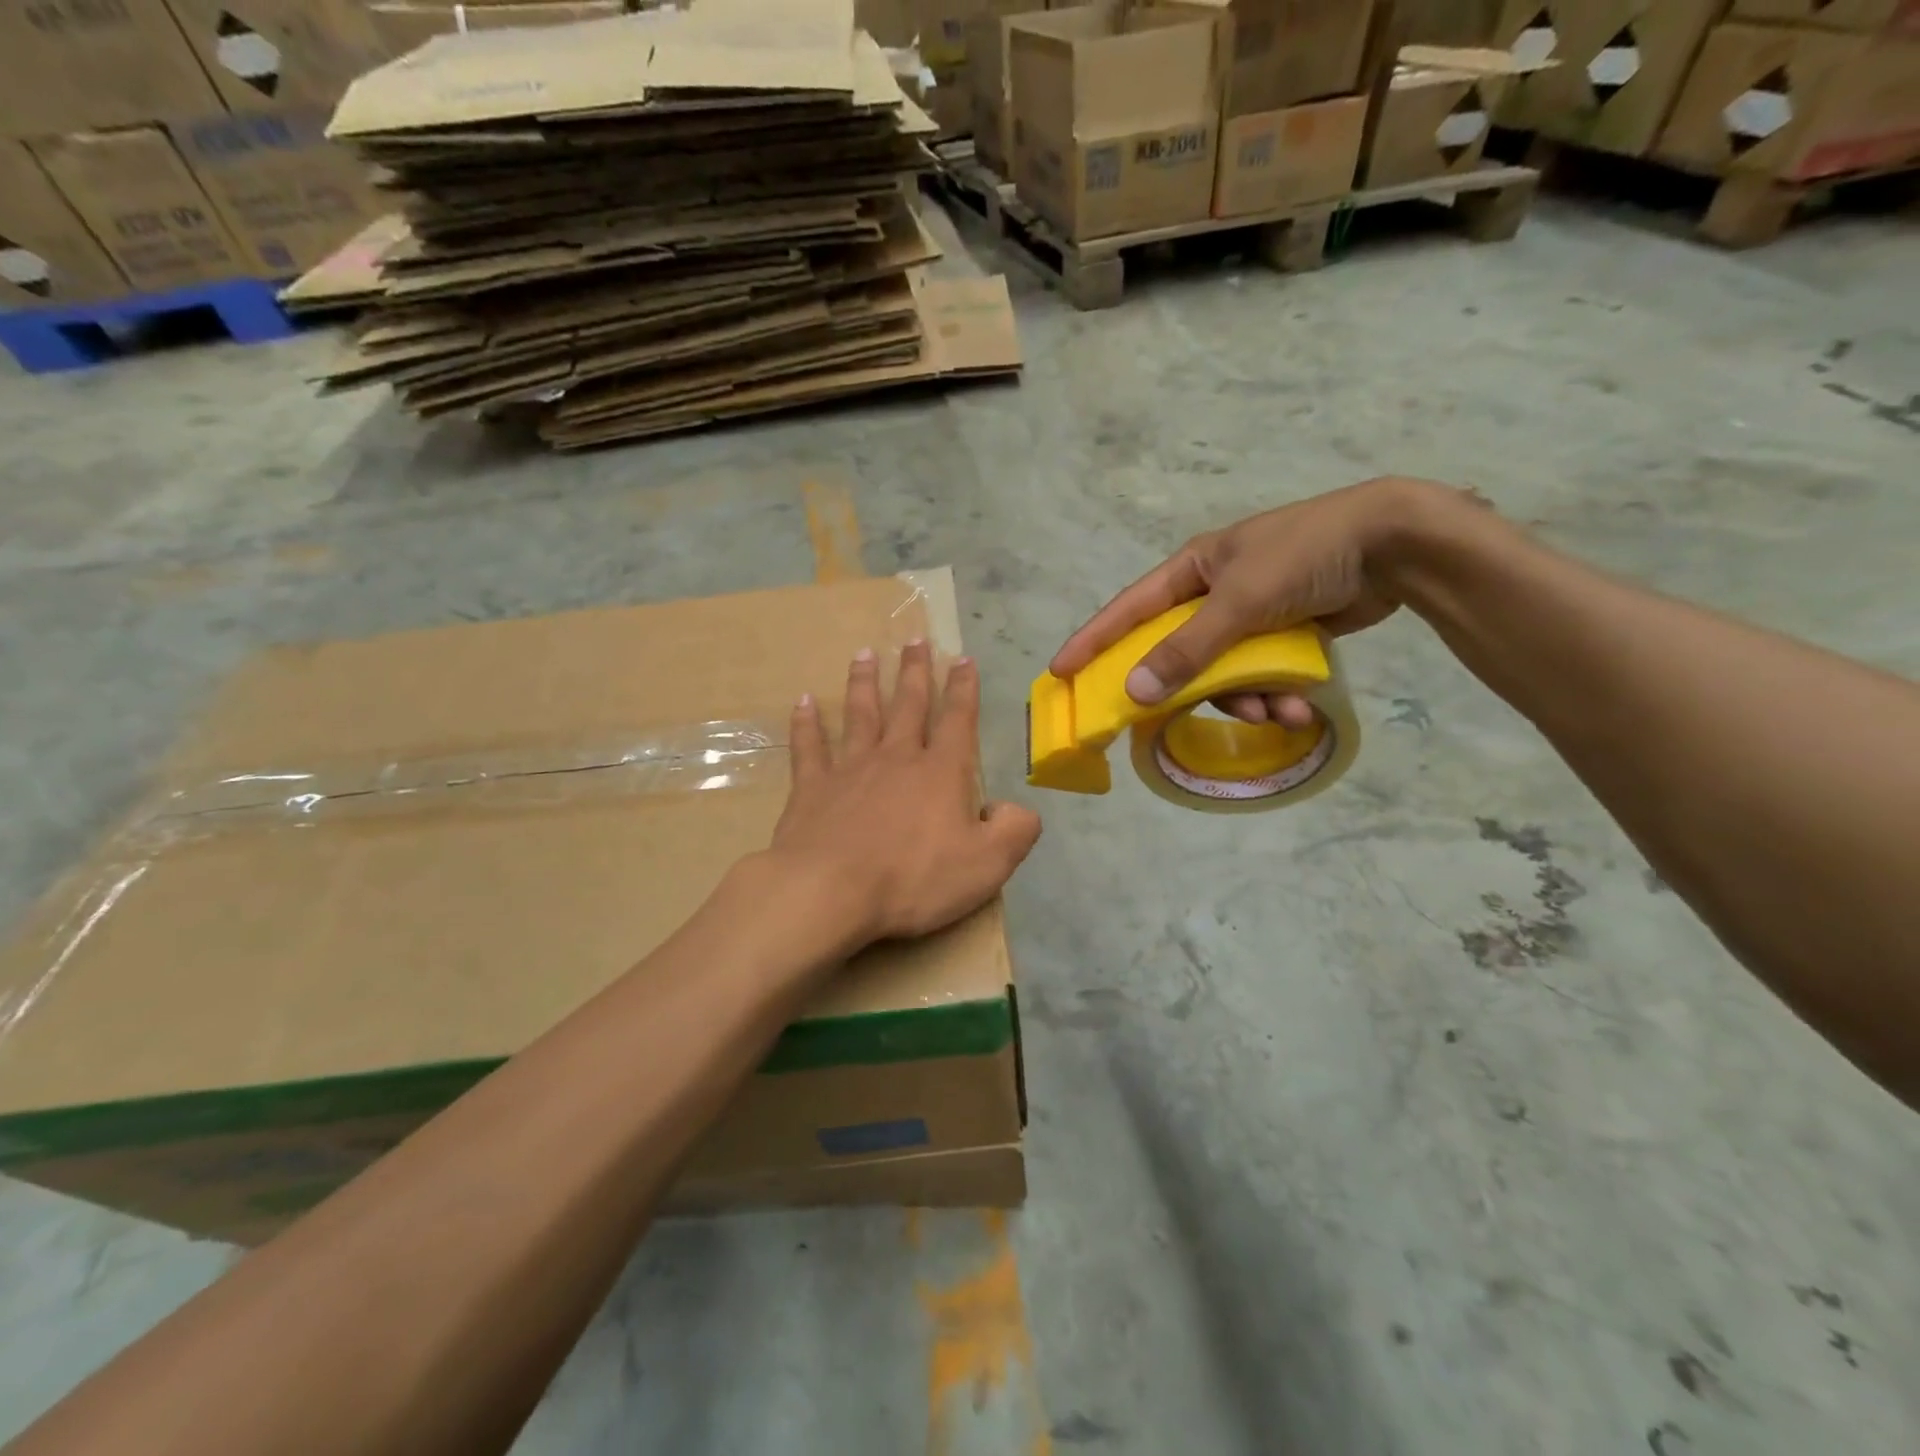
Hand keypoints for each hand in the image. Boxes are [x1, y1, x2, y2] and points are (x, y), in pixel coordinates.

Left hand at [770, 642, 1041, 947]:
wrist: (830, 892)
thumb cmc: (913, 879)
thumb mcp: (987, 865)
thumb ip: (1014, 831)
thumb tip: (1013, 808)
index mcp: (940, 773)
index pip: (957, 720)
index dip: (963, 689)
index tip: (962, 659)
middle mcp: (896, 759)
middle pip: (908, 705)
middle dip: (915, 671)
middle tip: (915, 639)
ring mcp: (850, 769)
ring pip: (860, 715)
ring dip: (863, 683)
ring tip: (864, 653)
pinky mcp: (811, 788)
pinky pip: (809, 747)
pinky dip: (806, 723)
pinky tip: (803, 702)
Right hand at [1050, 478, 1466, 723]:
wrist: (1394, 545)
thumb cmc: (1304, 556)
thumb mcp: (1239, 601)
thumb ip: (1186, 650)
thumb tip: (1134, 692)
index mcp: (1193, 570)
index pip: (1128, 610)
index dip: (1093, 642)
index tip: (1061, 673)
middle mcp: (1213, 594)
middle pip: (1177, 653)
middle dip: (1189, 689)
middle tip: (1168, 723)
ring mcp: (1249, 616)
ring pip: (1223, 673)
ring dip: (1245, 700)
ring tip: (1276, 713)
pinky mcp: (1283, 635)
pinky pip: (1260, 676)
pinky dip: (1274, 695)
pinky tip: (1299, 708)